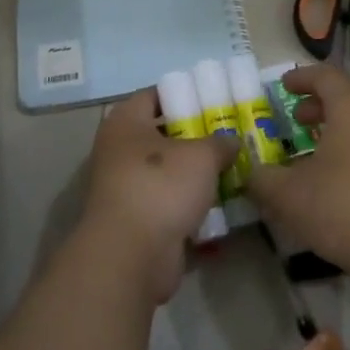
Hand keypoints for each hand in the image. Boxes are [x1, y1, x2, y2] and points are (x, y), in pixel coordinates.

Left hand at [81, 87, 238, 304]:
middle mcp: (119, 151)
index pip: (153, 95)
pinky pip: (168, 205)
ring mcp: (125, 189)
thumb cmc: (161, 186)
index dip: (183, 94)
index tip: (213, 99)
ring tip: (231, 169)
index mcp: (125, 123)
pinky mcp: (136, 222)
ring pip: (167, 173)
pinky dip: (189, 206)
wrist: (131, 256)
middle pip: (162, 135)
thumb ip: (219, 143)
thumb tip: (230, 142)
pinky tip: (220, 205)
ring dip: (194, 175)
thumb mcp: (201, 156)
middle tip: (229, 136)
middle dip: (194, 137)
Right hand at [244, 64, 349, 288]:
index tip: (282, 86)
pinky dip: (349, 146)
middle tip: (296, 118)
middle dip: (319, 102)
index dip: (302, 78)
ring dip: (335, 125)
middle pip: (348, 95)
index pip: (326, 76)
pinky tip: (331, 176)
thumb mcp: (287, 194)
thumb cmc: (341, 208)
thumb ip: (262, 178)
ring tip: (310, 149)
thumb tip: (250, 173)